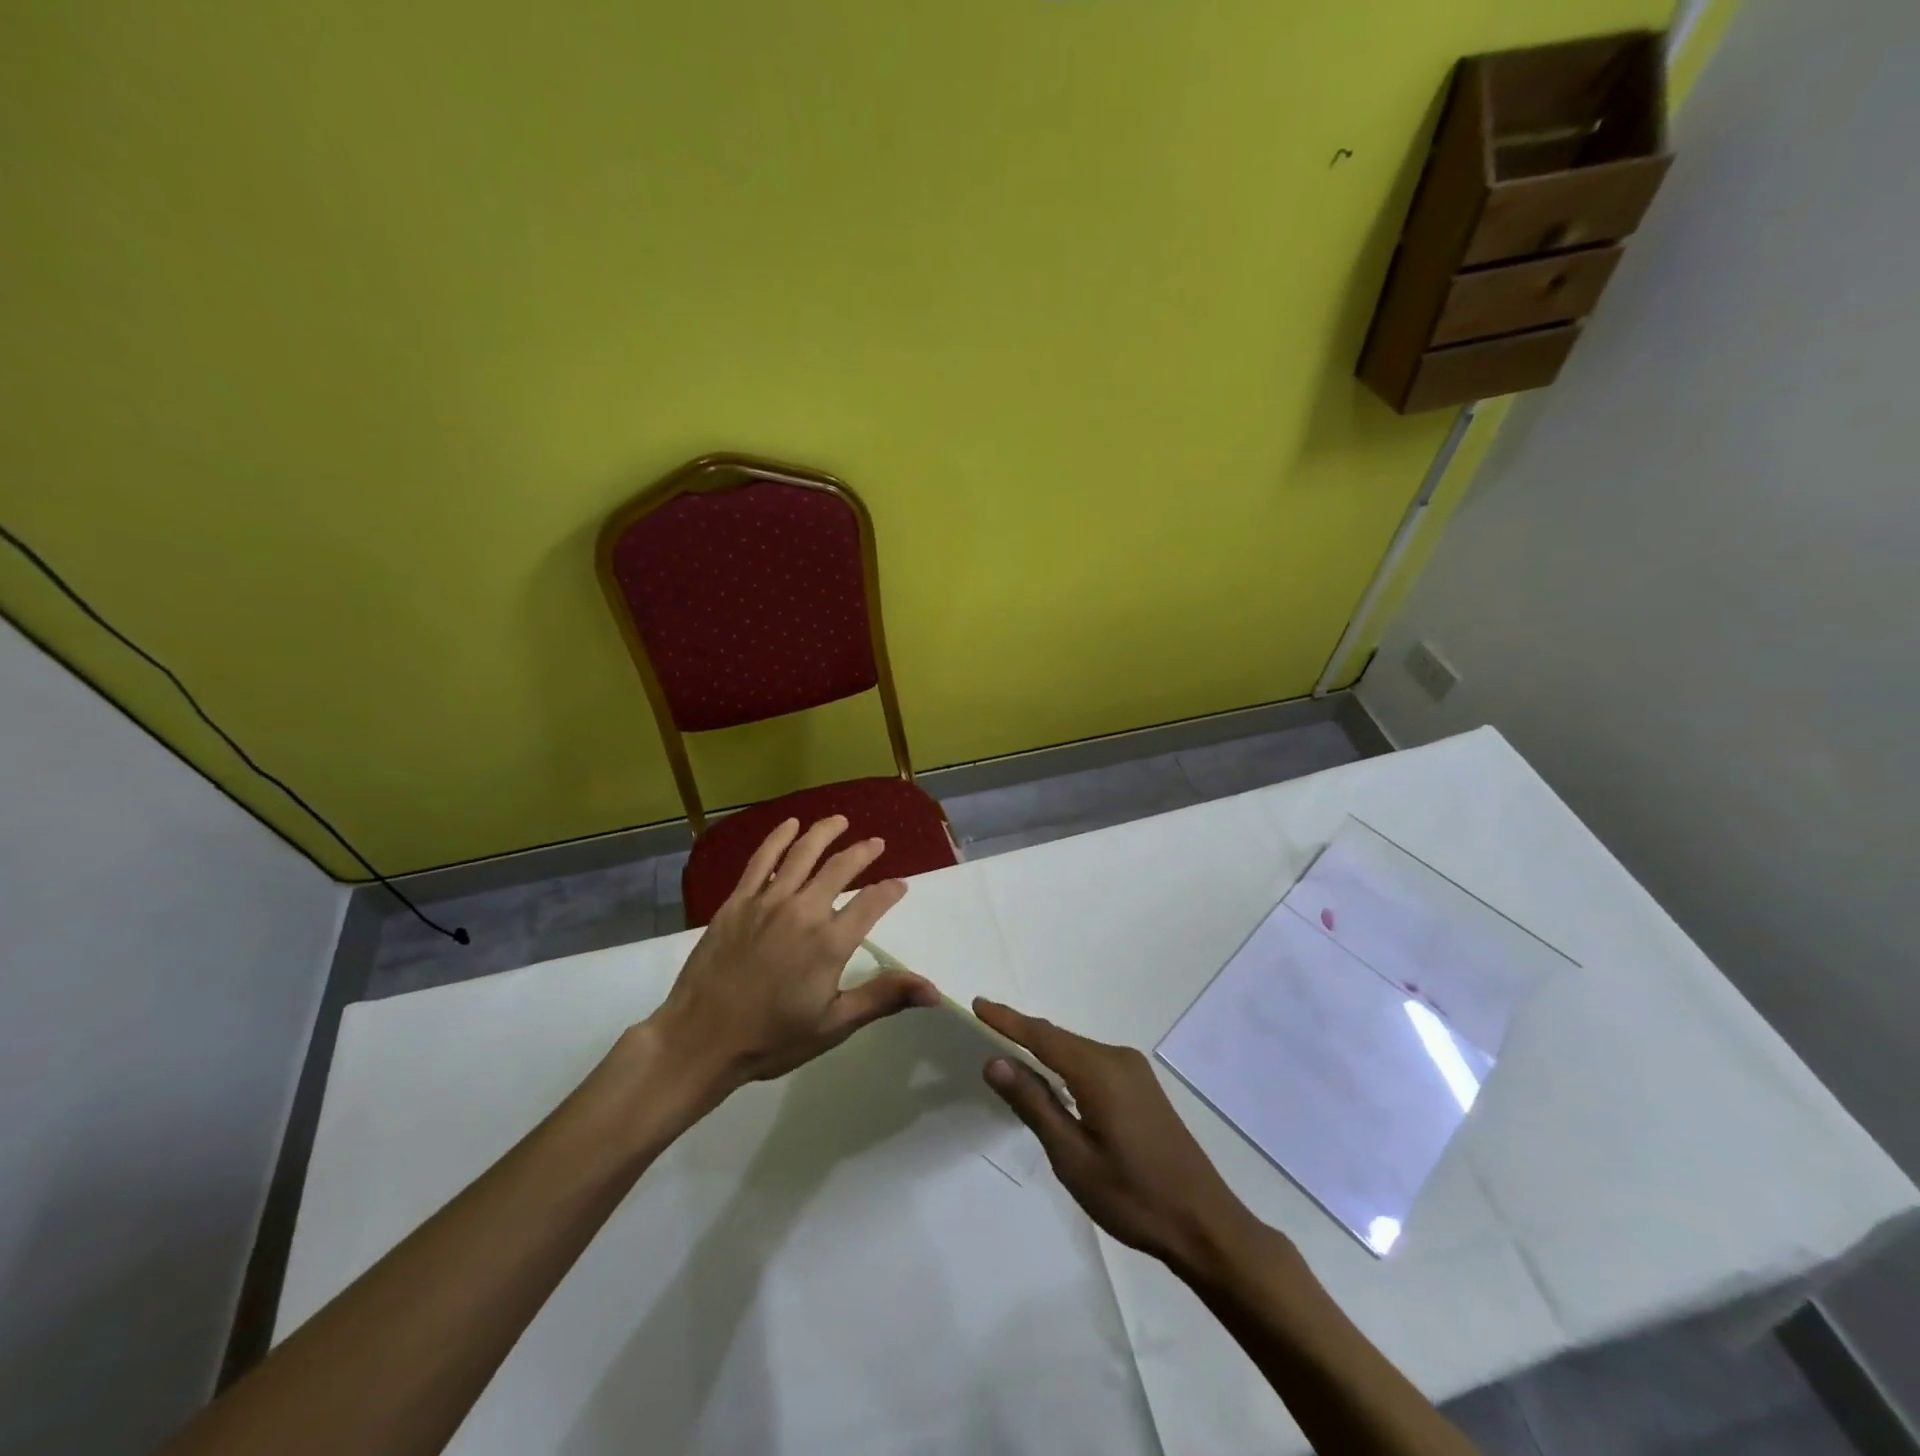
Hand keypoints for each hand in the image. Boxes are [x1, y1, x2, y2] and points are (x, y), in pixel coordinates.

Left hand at [647, 816, 937, 1110]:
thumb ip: (883, 998)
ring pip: (803, 854)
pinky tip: (790, 825)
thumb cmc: (772, 1038)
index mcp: (830, 943)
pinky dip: (778, 838)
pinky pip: (762, 860)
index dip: (890, 891)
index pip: (872, 903)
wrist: (700, 1039)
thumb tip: (933, 990)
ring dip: (824, 833)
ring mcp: (767, 902)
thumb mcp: (834, 1025)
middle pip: (840, 868)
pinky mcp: (738, 901)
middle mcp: (803, 911)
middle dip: (863, 852)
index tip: (900, 884)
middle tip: (876, 843)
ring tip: (839, 821)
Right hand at [975, 999, 1265, 1279]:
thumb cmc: (1132, 1195)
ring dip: (1044, 1049)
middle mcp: (1117, 1058)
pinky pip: (1093, 1063)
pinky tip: (1053, 1079)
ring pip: (1077, 1050)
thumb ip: (1034, 1104)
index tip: (977, 1004)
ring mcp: (1134, 1071)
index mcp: (1099, 1070)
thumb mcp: (1072, 1156)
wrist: (1204, 1223)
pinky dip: (1066, 1064)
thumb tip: (995, 1061)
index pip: (1042, 1035)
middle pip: (1059, 1039)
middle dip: (1022, 1032)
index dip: (1007, 1020)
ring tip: (1009, 1051)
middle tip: (985, 1027)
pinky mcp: (1142, 1087)